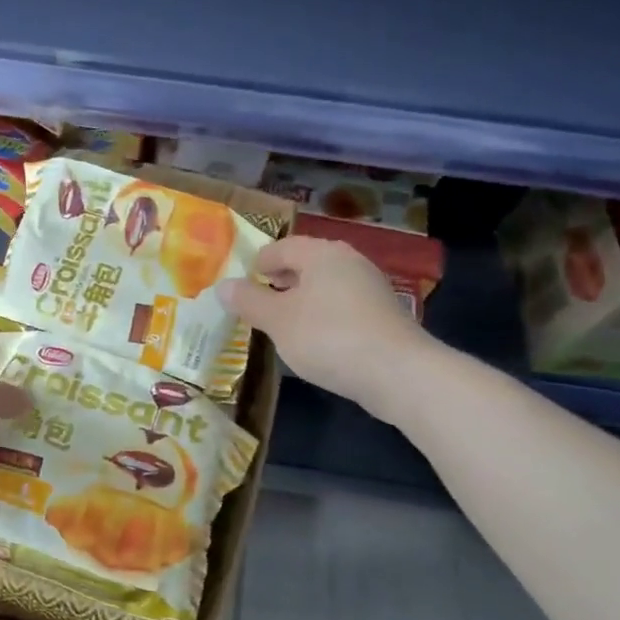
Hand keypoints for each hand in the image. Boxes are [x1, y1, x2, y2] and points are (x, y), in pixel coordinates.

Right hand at [220, 237, 431, 408]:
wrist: (397, 373)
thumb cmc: (327, 337)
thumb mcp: (277, 320)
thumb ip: (249, 301)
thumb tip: (222, 286)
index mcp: (322, 253)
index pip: (282, 246)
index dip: (259, 262)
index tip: (243, 280)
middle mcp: (349, 261)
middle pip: (307, 263)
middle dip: (281, 279)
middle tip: (259, 300)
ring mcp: (371, 288)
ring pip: (326, 285)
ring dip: (302, 298)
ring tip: (283, 322)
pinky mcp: (383, 315)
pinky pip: (342, 306)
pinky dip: (323, 315)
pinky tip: (315, 339)